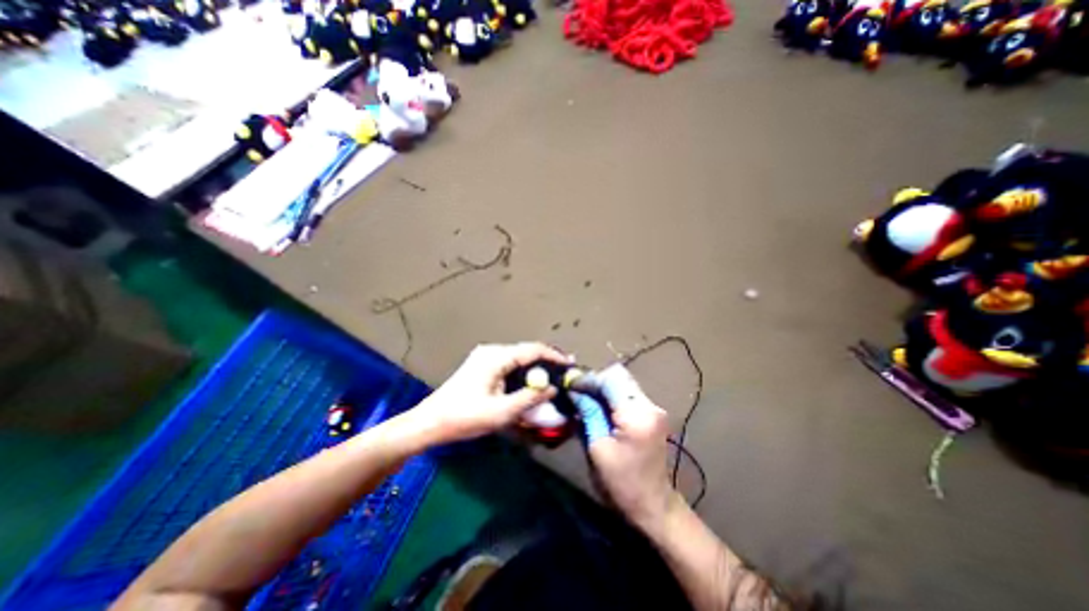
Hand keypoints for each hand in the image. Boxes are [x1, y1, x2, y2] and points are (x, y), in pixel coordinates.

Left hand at [413, 341, 571, 439]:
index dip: (554, 356)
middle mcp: (492, 351)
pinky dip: (523, 371)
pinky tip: (531, 381)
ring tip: (553, 377)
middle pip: (526, 351)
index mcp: (496, 357)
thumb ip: (530, 398)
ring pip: (518, 358)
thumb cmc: (464, 417)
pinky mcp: (482, 366)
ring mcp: (485, 357)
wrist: (430, 422)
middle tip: (565, 372)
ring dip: (535, 367)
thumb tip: (552, 388)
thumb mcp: (501, 412)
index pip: (532, 350)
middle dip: (546, 361)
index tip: (570, 364)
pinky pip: (509, 364)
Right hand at [582, 368, 677, 534]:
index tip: (570, 386)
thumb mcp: (597, 448)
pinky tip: (600, 407)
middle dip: (595, 381)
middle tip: (577, 392)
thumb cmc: (621, 483)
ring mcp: (654, 408)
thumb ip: (588, 413)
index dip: (588, 380)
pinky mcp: (652, 413)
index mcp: (636, 415)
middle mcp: (650, 405)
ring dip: (603, 387)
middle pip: (619, 376)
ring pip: (623, 383)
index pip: (610, 379)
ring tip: (586, 399)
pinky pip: (628, 393)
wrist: (653, 505)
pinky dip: (612, 395)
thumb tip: (574, 390)